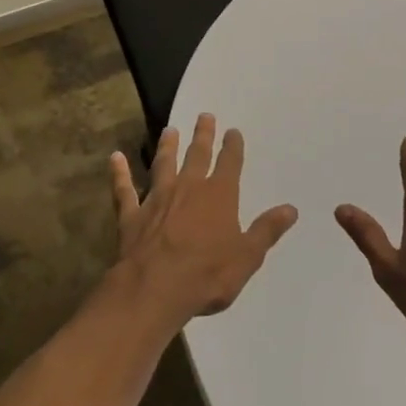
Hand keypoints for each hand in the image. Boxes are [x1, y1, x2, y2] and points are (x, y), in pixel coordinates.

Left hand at [110, 113, 298, 326]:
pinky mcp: (132, 215)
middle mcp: (189, 188)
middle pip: (197, 155)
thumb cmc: (207, 275)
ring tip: (169, 130)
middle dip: (203, 135)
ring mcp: (157, 198)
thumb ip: (267, 231)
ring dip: (167, 147)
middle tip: (205, 116)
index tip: (233, 131)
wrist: (154, 289)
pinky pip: (124, 190)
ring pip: (163, 164)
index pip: (229, 163)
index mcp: (219, 196)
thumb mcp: (247, 257)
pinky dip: (119, 174)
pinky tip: (115, 158)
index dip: (233, 146)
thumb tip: (291, 209)